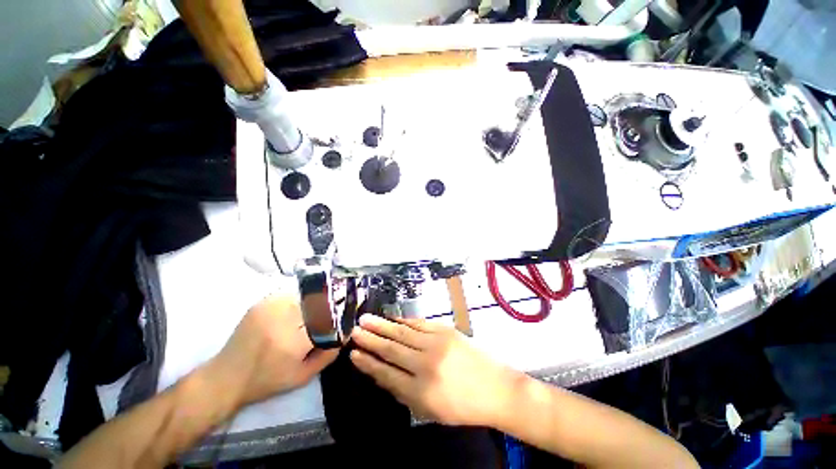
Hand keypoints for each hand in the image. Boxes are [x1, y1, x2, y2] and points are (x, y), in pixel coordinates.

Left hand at [209, 296, 338, 407]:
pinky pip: (291, 294)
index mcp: (293, 342)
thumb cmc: (267, 381)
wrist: (226, 377)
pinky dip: (302, 299)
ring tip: (321, 308)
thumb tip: (346, 332)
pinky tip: (301, 307)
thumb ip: (329, 353)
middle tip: (338, 308)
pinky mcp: (262, 303)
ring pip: (306, 295)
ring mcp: (270, 308)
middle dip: (332, 304)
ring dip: (317, 300)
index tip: (349, 313)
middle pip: (319, 302)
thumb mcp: (303, 376)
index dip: (341, 314)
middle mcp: (282, 319)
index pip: (328, 318)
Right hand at [350, 315, 520, 426]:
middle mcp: (426, 364)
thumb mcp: (429, 410)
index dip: (368, 363)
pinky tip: (393, 319)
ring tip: (366, 319)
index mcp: (421, 391)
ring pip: (403, 333)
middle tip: (355, 330)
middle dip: (371, 339)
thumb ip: (403, 392)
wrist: (495, 388)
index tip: (353, 354)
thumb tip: (380, 373)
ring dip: (383, 325)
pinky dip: (404, 321)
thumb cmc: (462, 405)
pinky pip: (419, 324)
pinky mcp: (445, 331)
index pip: (386, 374)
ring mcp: (437, 343)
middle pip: (392, 349)